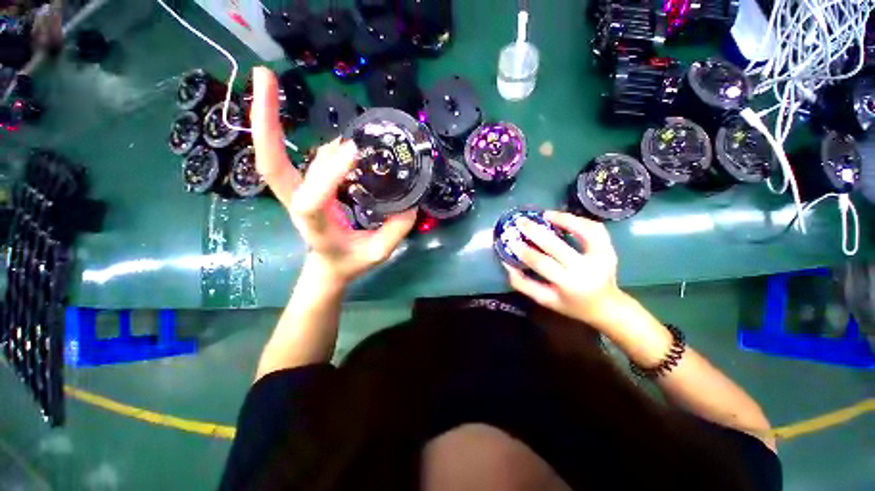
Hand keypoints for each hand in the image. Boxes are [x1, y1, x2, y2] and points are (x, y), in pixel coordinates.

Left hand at [250, 67, 416, 285]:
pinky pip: (299, 159)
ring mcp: (299, 193)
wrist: (328, 267)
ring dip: (274, 119)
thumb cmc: (350, 263)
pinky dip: (294, 134)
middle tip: (264, 76)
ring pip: (280, 157)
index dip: (328, 175)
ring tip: (273, 81)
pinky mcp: (305, 186)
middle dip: (264, 121)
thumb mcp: (378, 253)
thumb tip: (411, 202)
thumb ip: (395, 231)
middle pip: (271, 164)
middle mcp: (300, 205)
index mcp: (318, 226)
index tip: (354, 151)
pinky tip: (312, 123)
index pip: (312, 200)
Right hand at [503, 211, 625, 327]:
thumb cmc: (571, 304)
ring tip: (545, 215)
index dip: (525, 251)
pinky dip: (579, 220)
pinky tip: (563, 218)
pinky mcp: (609, 249)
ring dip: (563, 219)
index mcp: (570, 285)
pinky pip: (595, 229)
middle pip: (558, 246)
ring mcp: (602, 257)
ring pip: (584, 231)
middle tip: (521, 221)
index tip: (511, 240)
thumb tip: (507, 264)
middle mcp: (588, 269)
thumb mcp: (544, 299)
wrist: (606, 306)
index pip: (543, 264)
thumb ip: (523, 284)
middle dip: (536, 231)